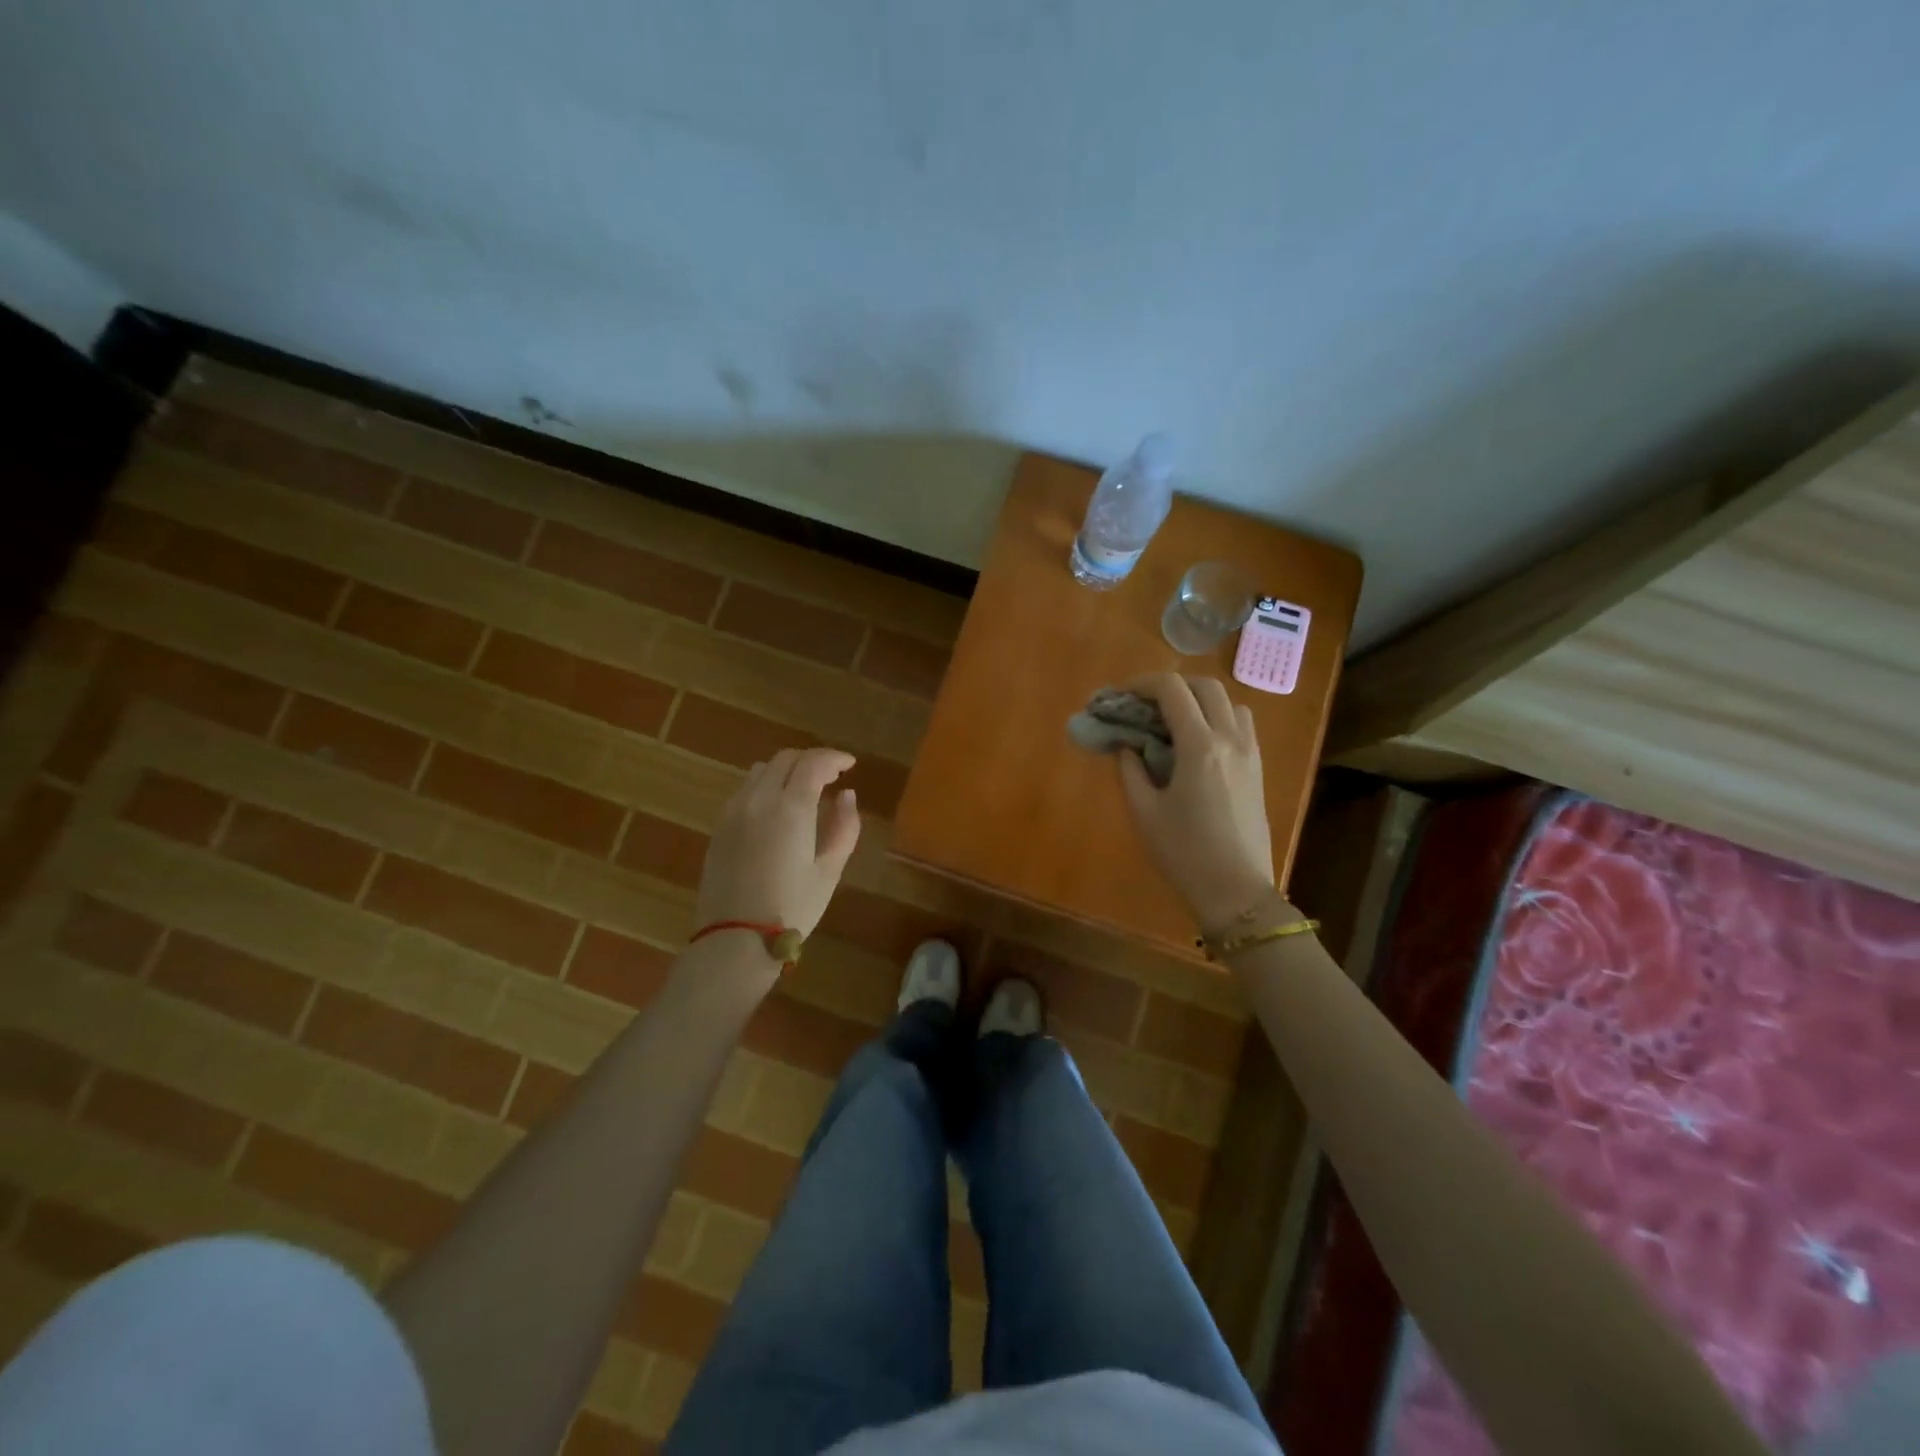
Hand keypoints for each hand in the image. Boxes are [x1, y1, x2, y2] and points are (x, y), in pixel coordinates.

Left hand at [696, 748, 861, 939]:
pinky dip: (765, 785)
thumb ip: (844, 827)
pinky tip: (776, 808)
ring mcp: (734, 811)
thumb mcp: (829, 871)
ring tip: (803, 789)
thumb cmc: (792, 908)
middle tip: (831, 776)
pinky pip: (744, 790)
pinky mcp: (719, 826)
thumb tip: (847, 796)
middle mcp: (759, 799)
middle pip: (786, 759)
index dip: (834, 758)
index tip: (850, 765)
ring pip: (761, 770)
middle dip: (812, 760)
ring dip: (786, 770)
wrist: (736, 939)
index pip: (813, 763)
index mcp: (791, 808)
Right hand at [1116, 673, 1275, 933]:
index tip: (1121, 696)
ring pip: (1229, 702)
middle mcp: (1230, 739)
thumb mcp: (1144, 812)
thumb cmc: (1184, 853)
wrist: (1237, 892)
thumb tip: (1128, 745)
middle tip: (1144, 705)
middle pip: (1205, 686)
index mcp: (1200, 746)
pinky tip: (1197, 744)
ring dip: (1199, 700)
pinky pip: (1241, 725)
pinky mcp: (1258, 769)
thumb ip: (1131, 770)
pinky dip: (1217, 718)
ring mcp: (1250, 753)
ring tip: (1173, 722)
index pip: (1172, 690)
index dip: (1142, 684)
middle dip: (1171, 686)